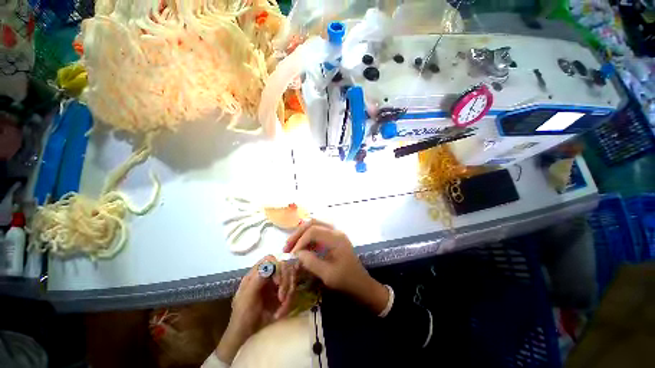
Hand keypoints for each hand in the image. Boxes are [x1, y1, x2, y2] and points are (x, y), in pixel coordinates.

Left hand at [216, 256, 294, 362]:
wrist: (247, 338)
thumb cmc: (242, 317)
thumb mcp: (247, 298)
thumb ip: (257, 280)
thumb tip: (270, 264)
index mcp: (256, 273)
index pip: (271, 259)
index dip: (277, 266)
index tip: (277, 282)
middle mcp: (268, 276)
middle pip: (284, 266)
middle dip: (286, 282)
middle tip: (282, 298)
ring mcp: (276, 284)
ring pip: (290, 278)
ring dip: (289, 293)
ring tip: (281, 310)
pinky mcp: (283, 294)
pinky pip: (292, 291)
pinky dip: (289, 302)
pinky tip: (281, 313)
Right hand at [284, 220, 388, 314]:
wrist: (361, 284)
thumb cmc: (346, 281)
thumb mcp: (328, 275)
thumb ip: (311, 262)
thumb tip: (297, 253)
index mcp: (336, 238)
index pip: (313, 231)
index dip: (300, 241)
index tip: (292, 254)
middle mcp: (336, 231)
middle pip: (313, 223)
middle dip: (298, 233)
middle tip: (287, 246)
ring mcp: (335, 233)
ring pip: (315, 225)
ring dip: (302, 233)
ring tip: (291, 246)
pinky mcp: (334, 238)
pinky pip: (318, 232)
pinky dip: (308, 238)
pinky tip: (302, 248)